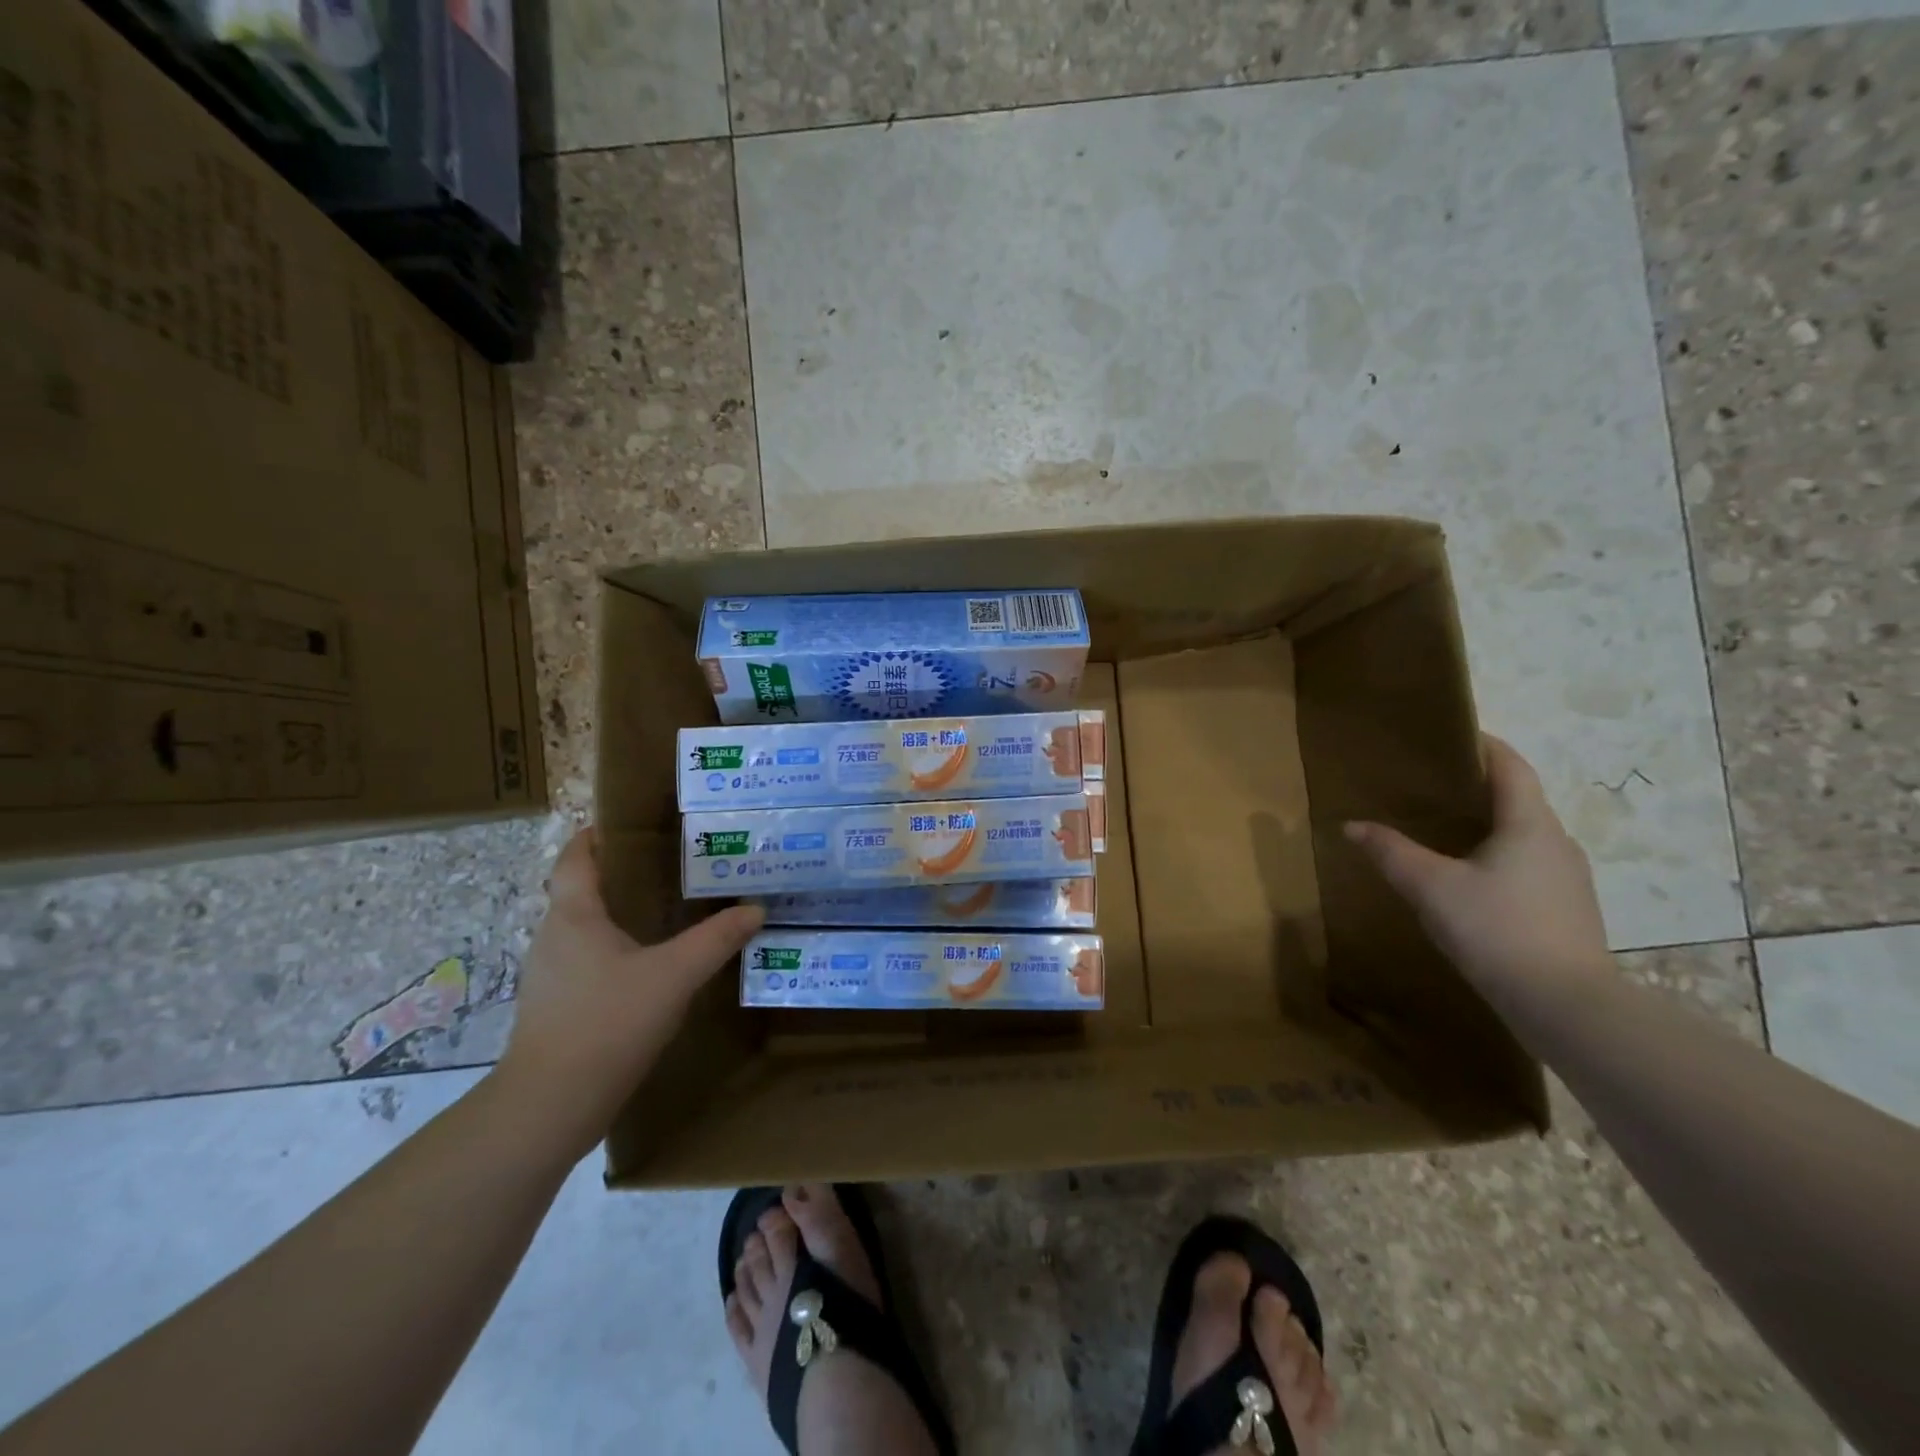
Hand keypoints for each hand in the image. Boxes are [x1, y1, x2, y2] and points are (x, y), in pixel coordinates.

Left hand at [498, 827, 762, 1150]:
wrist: (550, 1106)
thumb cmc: (608, 1022)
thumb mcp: (675, 975)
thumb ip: (716, 939)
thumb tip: (754, 909)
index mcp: (574, 916)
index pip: (574, 859)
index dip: (595, 836)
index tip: (627, 824)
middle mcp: (553, 938)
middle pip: (580, 892)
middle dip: (619, 876)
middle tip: (668, 867)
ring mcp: (549, 977)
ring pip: (584, 931)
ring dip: (617, 916)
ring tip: (665, 914)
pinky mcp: (555, 1009)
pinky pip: (585, 963)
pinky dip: (614, 952)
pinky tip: (647, 969)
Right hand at [1344, 735, 1610, 993]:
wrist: (1567, 1006)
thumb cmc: (1497, 929)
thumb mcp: (1431, 887)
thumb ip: (1391, 852)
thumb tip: (1352, 825)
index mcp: (1530, 824)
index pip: (1511, 766)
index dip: (1484, 744)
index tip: (1452, 734)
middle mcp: (1557, 842)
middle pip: (1520, 798)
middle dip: (1480, 785)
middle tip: (1433, 783)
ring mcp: (1568, 878)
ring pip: (1525, 834)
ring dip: (1490, 823)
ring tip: (1445, 828)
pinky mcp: (1567, 909)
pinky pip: (1529, 864)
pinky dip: (1499, 854)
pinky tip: (1470, 876)